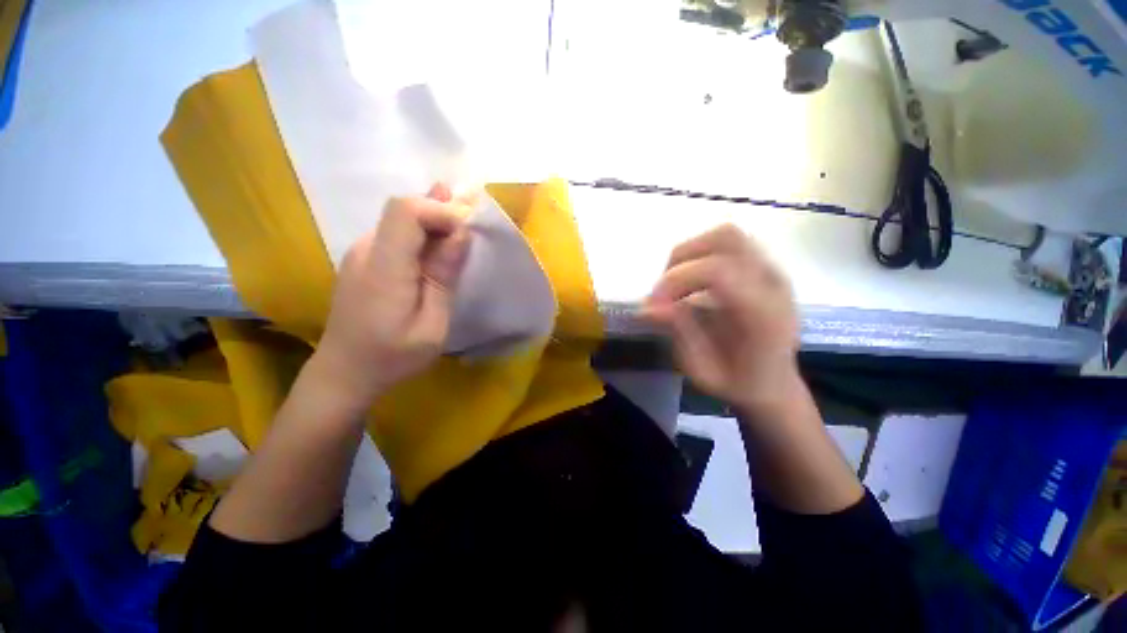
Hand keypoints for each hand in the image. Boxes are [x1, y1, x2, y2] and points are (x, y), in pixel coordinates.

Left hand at [314, 184, 470, 408]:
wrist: (344, 372)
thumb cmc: (393, 356)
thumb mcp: (432, 324)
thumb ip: (443, 276)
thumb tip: (460, 233)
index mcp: (383, 268)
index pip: (406, 210)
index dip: (440, 210)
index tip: (467, 233)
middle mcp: (366, 250)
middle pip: (404, 210)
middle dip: (442, 215)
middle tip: (472, 235)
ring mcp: (360, 253)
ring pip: (401, 220)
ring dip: (434, 226)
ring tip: (460, 243)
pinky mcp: (363, 260)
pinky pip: (396, 235)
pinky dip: (422, 237)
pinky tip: (437, 253)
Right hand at [643, 224, 800, 412]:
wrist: (772, 383)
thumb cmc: (737, 382)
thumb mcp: (702, 371)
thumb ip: (679, 333)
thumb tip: (647, 306)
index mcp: (765, 314)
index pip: (719, 271)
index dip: (676, 280)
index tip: (653, 304)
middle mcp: (774, 283)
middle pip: (725, 238)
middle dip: (681, 259)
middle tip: (663, 291)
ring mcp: (772, 271)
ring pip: (726, 234)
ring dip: (690, 254)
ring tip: (675, 285)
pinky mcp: (762, 268)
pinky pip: (727, 244)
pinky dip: (699, 255)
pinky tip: (690, 282)